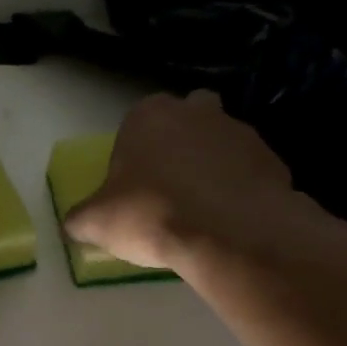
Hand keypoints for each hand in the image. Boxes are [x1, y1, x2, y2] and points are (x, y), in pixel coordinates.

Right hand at [65, 91, 301, 272]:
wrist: (229, 233)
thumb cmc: (151, 214)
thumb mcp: (96, 223)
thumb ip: (80, 218)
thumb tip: (75, 224)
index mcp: (148, 115)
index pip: (135, 123)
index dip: (133, 154)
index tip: (133, 186)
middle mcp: (195, 111)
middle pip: (184, 121)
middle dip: (179, 146)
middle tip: (169, 189)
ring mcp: (239, 131)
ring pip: (220, 144)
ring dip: (212, 167)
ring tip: (202, 211)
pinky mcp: (271, 159)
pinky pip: (248, 172)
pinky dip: (240, 189)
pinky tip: (230, 220)